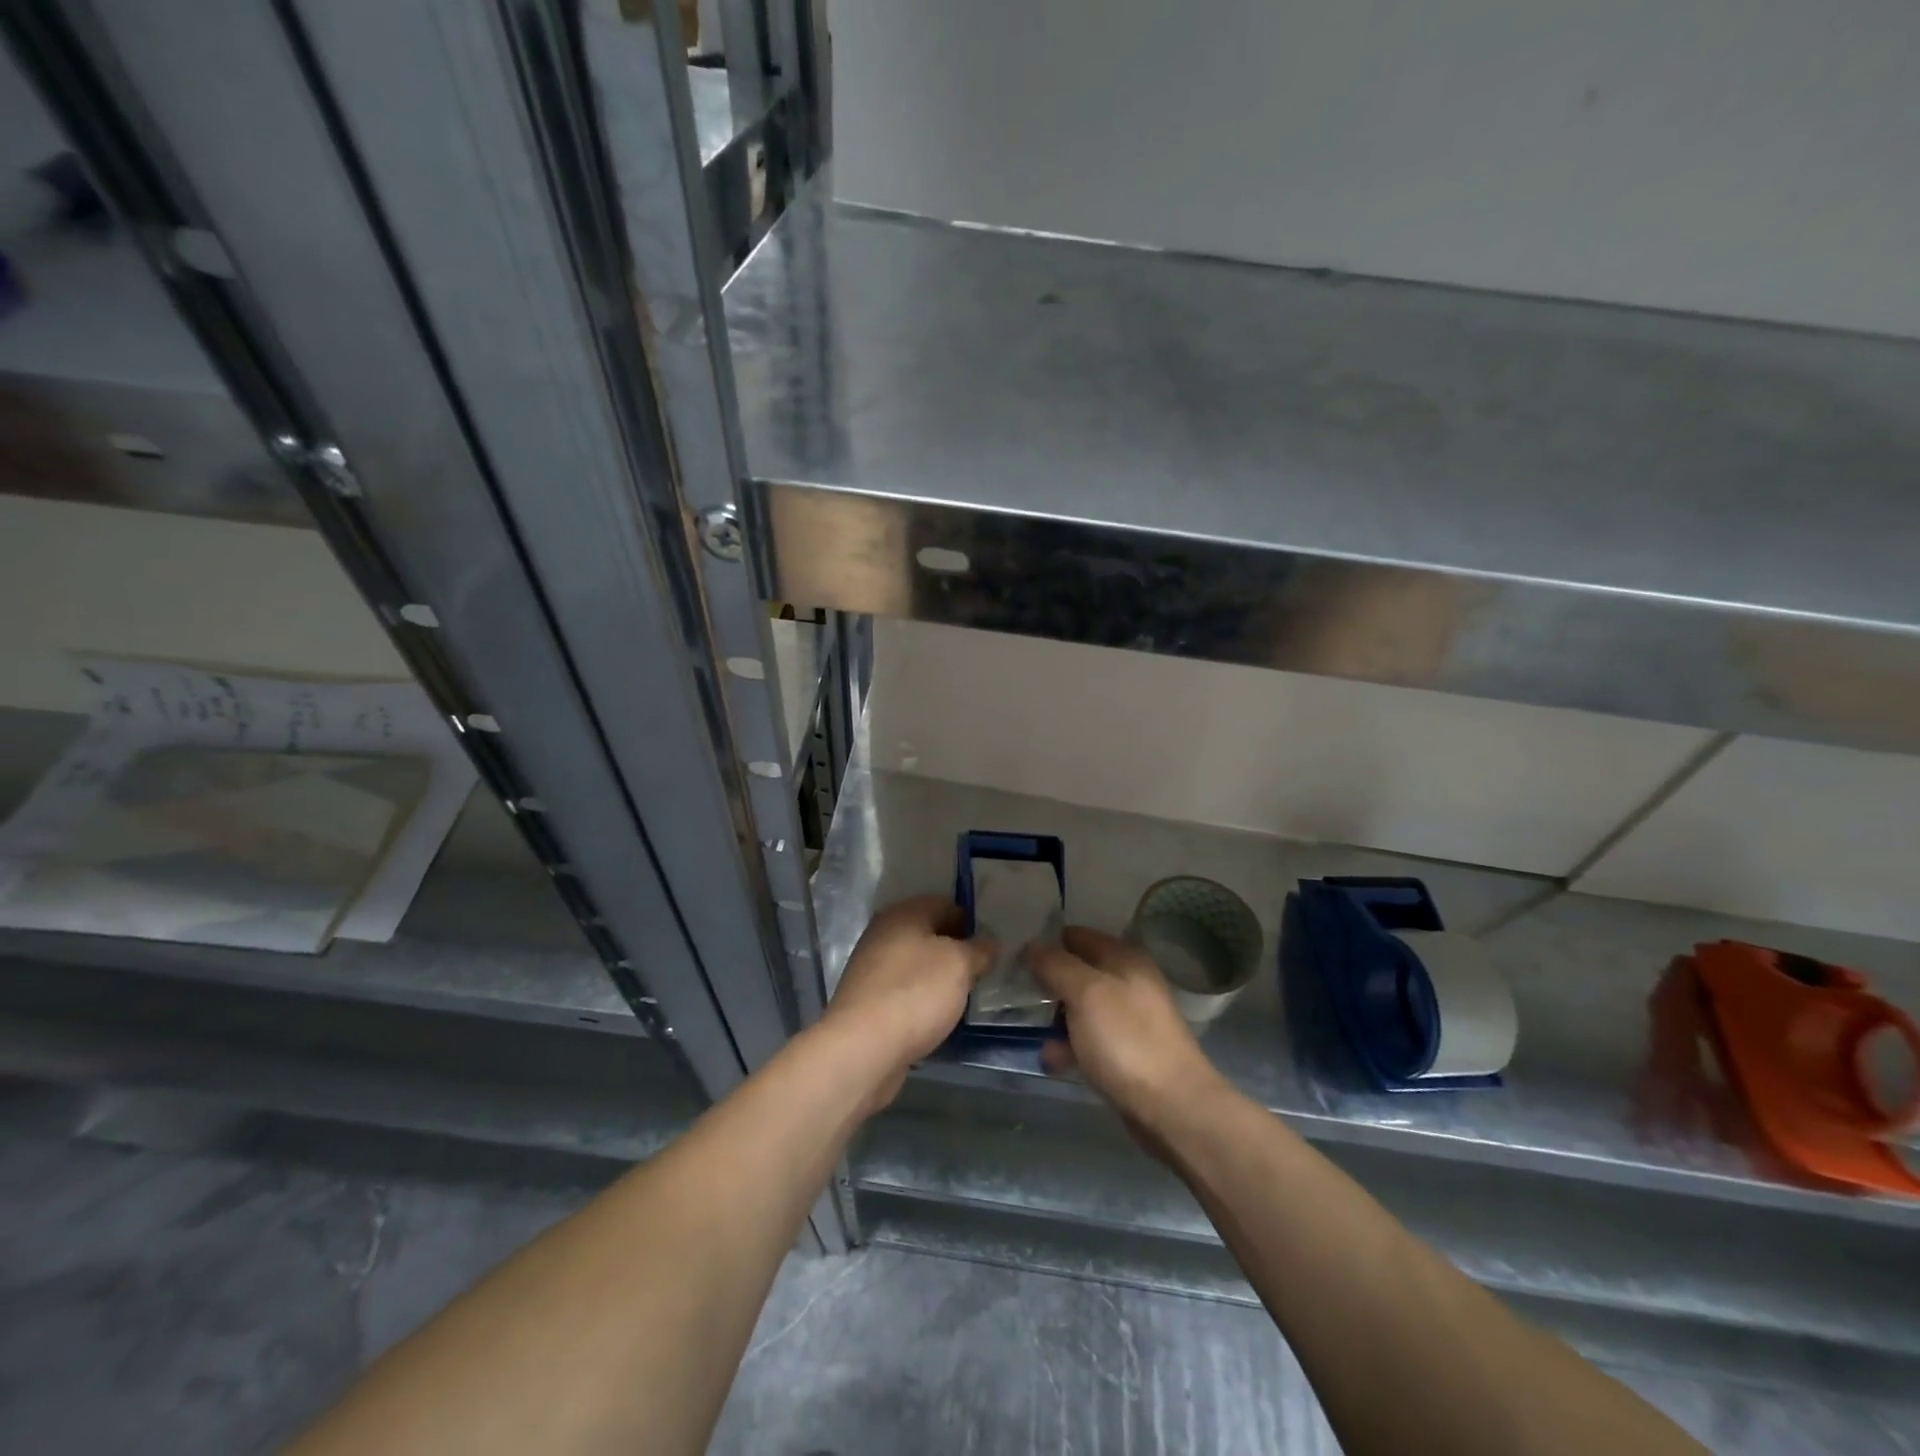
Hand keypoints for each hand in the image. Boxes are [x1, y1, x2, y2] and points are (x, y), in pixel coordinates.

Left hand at [822, 894, 993, 1107]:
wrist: (863, 1048)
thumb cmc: (916, 993)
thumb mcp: (959, 965)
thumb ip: (978, 950)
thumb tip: (988, 943)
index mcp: (903, 914)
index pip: (944, 904)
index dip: (970, 922)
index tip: (990, 946)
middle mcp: (883, 934)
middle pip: (928, 934)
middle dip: (955, 951)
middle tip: (982, 971)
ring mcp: (871, 968)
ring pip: (916, 965)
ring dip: (939, 978)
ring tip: (964, 996)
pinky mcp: (868, 1001)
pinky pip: (904, 991)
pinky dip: (922, 1000)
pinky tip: (937, 1017)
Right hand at [1027, 927, 1227, 1132]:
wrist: (1172, 1107)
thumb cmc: (1126, 1040)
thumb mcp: (1085, 993)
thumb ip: (1056, 964)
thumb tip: (1032, 944)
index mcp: (1124, 958)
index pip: (1077, 936)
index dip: (1047, 943)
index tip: (1016, 957)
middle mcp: (1129, 981)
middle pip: (1078, 971)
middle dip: (1048, 983)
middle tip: (1015, 995)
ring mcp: (1130, 1018)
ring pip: (1082, 1006)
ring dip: (1055, 1018)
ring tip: (1031, 1033)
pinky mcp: (1127, 1051)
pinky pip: (1090, 1038)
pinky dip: (1070, 1045)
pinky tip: (1052, 1060)